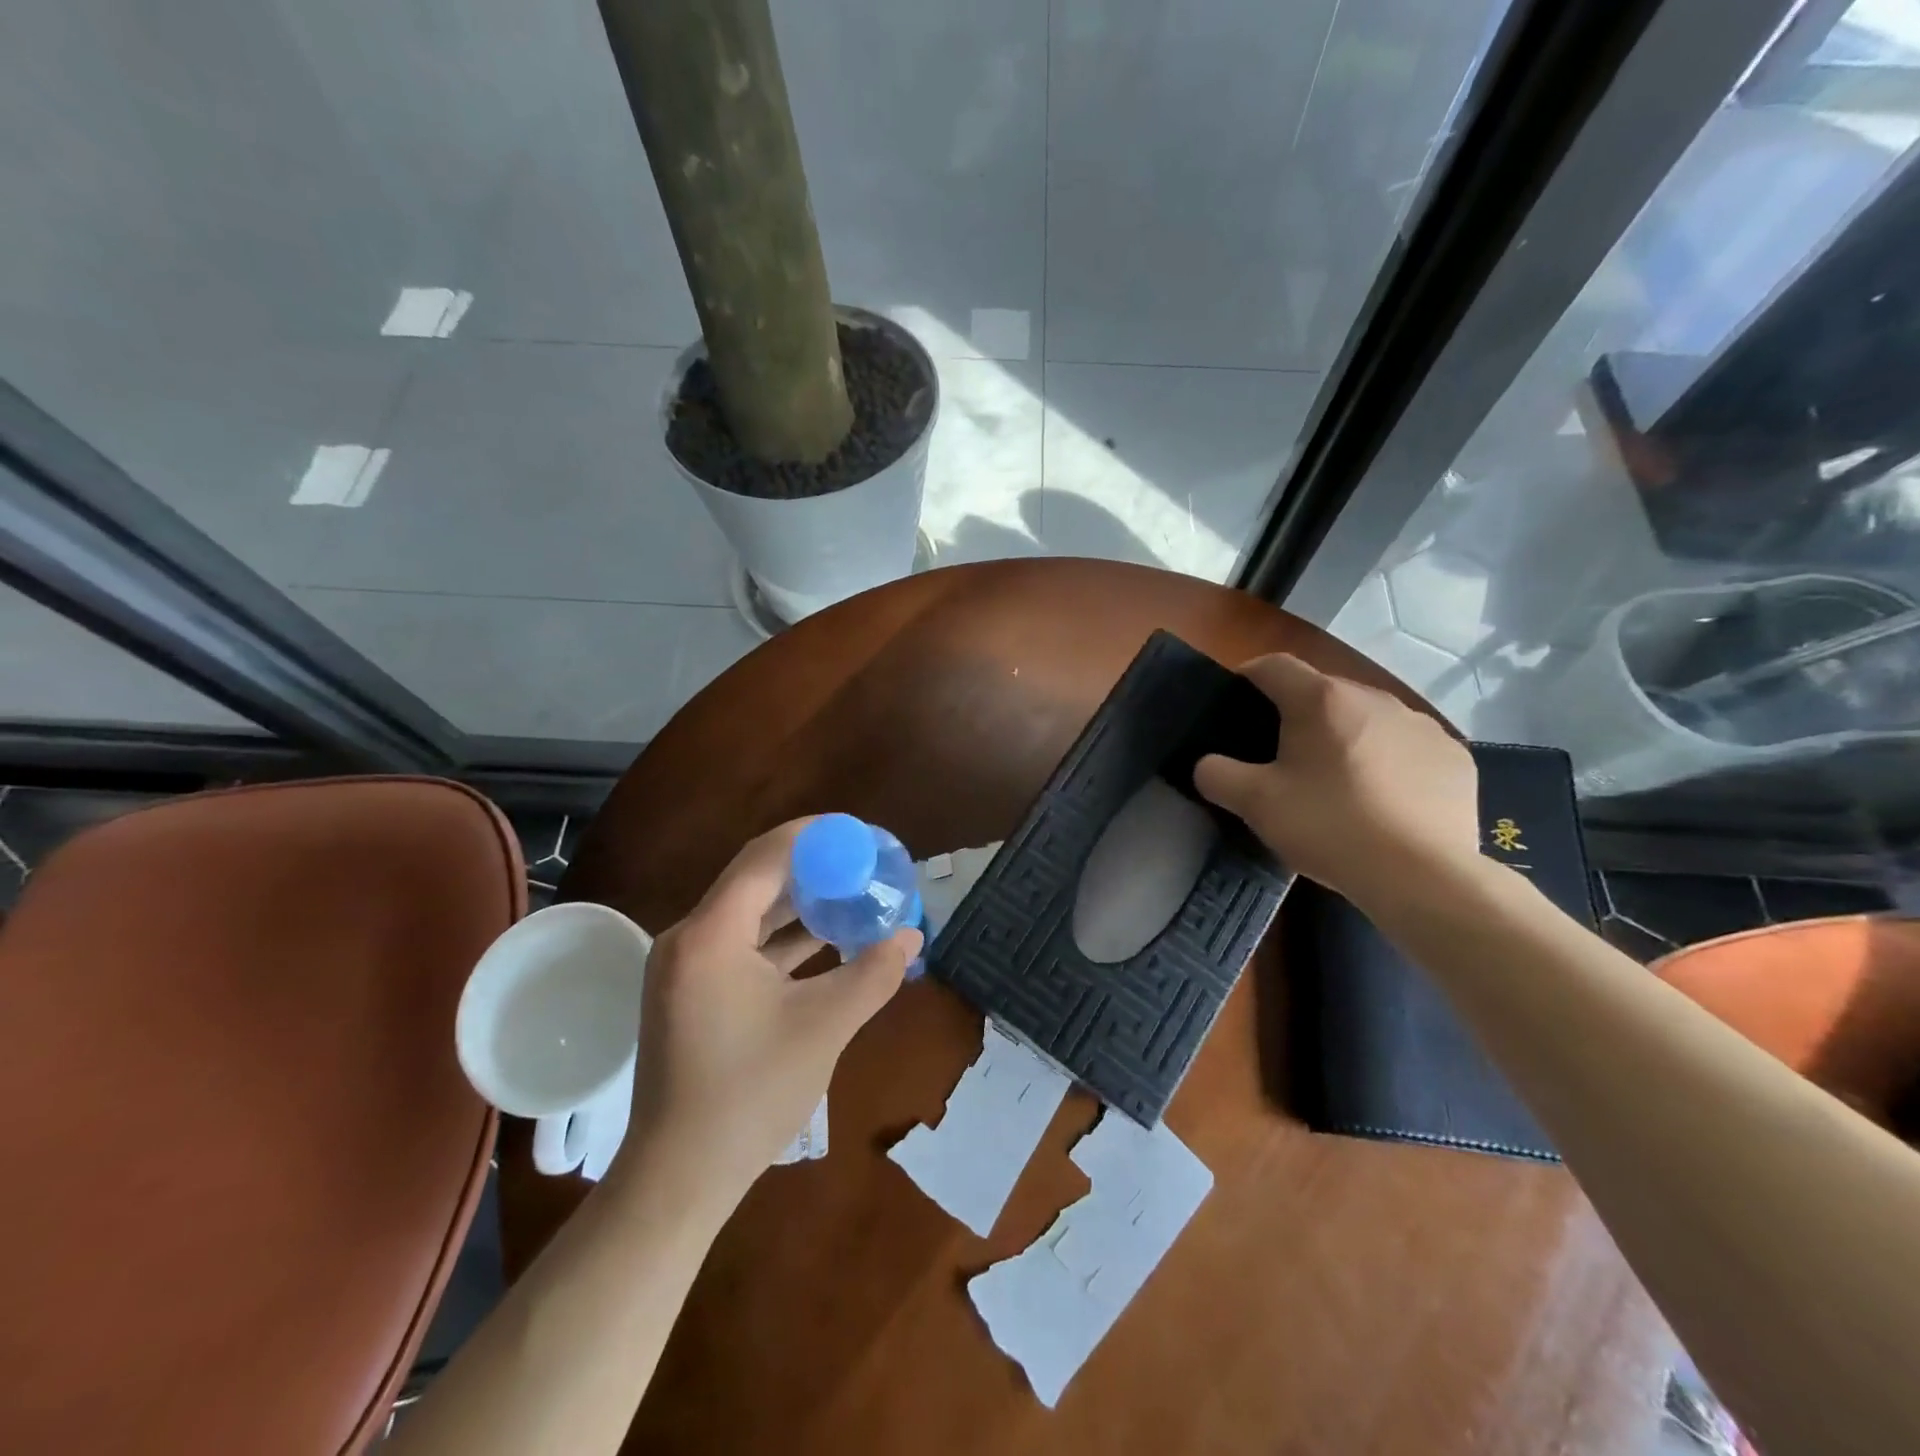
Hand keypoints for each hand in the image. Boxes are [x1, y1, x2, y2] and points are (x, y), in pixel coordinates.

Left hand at [610, 819, 920, 1210]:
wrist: (678, 1178)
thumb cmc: (750, 1095)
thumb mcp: (824, 1027)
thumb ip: (873, 973)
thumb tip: (912, 935)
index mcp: (711, 934)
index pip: (765, 857)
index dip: (814, 838)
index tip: (859, 834)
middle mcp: (689, 938)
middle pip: (756, 879)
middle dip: (812, 868)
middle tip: (862, 862)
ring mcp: (685, 967)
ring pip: (750, 913)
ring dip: (799, 903)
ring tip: (852, 893)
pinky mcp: (692, 992)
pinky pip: (742, 944)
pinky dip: (782, 937)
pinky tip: (824, 938)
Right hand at [1194, 654, 1480, 911]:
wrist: (1422, 876)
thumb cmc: (1329, 827)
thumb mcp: (1255, 804)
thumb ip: (1217, 775)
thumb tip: (1207, 764)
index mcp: (1322, 700)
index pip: (1274, 666)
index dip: (1248, 677)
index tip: (1237, 704)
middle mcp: (1375, 698)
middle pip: (1324, 693)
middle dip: (1300, 716)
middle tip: (1283, 758)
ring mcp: (1422, 726)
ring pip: (1369, 719)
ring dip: (1347, 738)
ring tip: (1338, 784)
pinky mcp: (1455, 758)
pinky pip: (1408, 748)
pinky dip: (1389, 763)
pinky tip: (1384, 802)